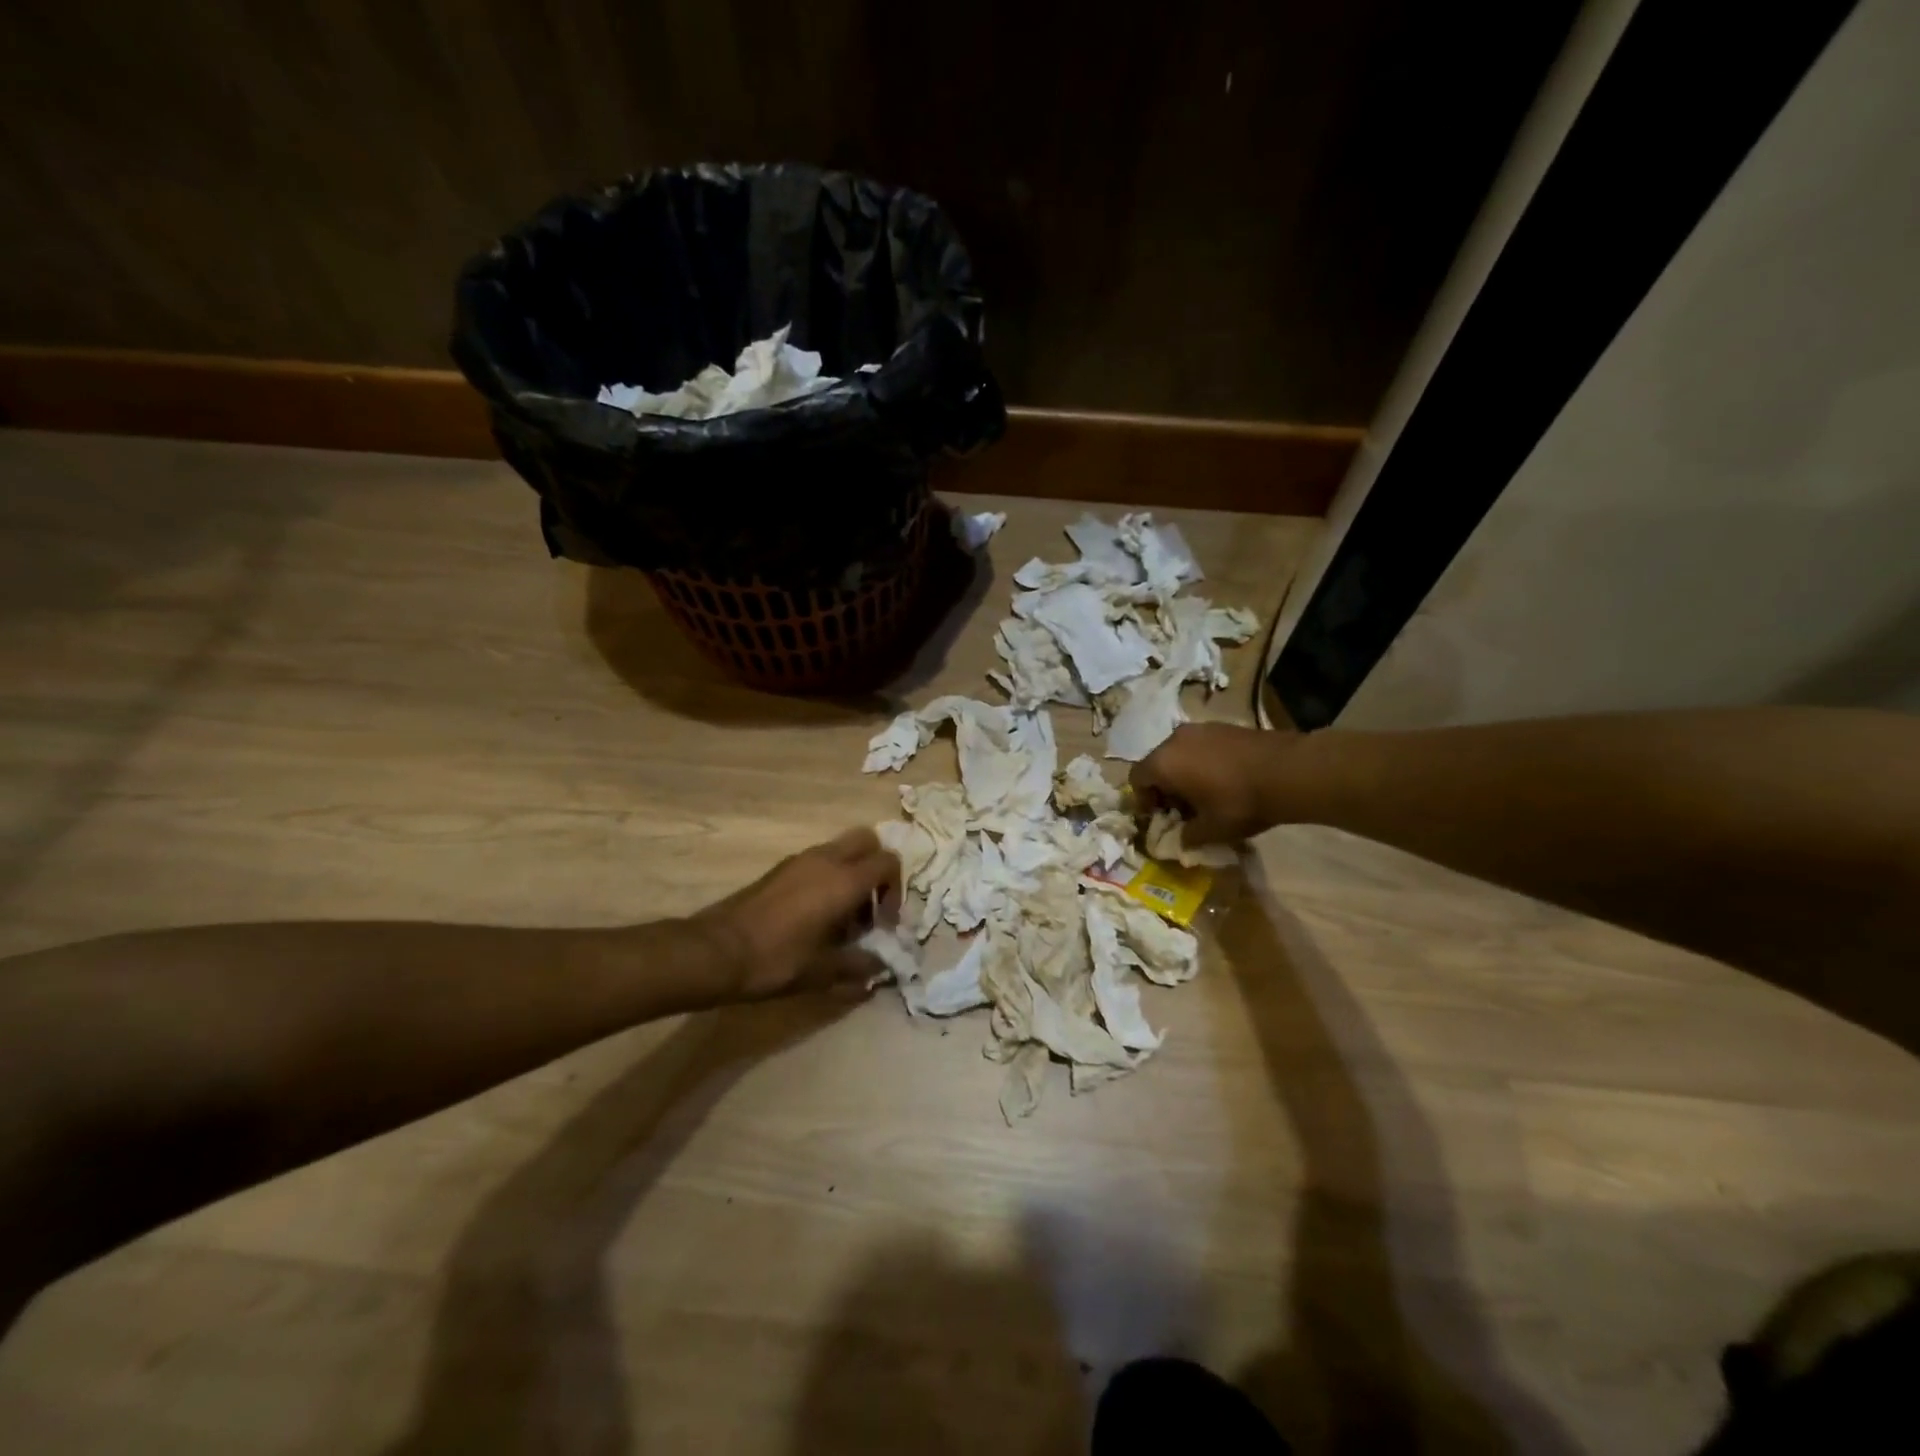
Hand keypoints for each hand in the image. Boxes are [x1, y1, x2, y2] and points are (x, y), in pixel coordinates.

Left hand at [690, 828, 901, 1001]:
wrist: (716, 951)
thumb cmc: (776, 960)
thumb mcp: (823, 971)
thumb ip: (860, 966)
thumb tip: (881, 967)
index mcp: (844, 880)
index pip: (888, 862)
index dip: (896, 890)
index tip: (884, 922)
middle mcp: (825, 859)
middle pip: (867, 841)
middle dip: (876, 868)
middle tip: (869, 906)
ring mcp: (800, 860)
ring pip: (841, 849)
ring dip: (852, 874)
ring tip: (842, 918)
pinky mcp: (780, 869)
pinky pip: (818, 860)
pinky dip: (828, 877)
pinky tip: (815, 916)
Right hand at [1131, 723, 1293, 846]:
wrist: (1288, 771)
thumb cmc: (1240, 802)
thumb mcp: (1211, 830)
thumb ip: (1187, 837)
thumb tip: (1179, 841)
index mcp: (1163, 763)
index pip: (1136, 779)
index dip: (1143, 801)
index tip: (1159, 817)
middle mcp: (1174, 740)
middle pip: (1157, 763)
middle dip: (1163, 787)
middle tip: (1181, 810)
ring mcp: (1200, 729)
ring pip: (1178, 753)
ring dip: (1183, 774)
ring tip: (1203, 794)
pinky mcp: (1222, 726)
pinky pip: (1200, 746)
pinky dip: (1201, 762)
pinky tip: (1223, 780)